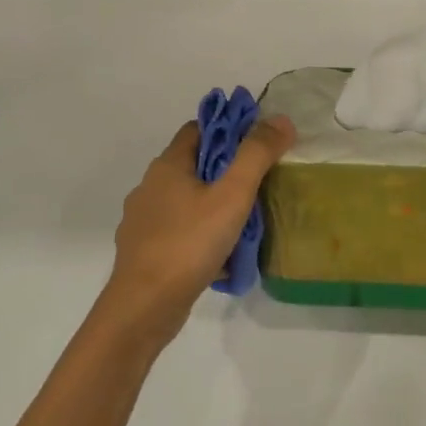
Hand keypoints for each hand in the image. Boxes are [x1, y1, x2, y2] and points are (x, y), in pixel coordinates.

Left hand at [99, 114, 296, 342]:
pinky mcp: (146, 251)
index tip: (258, 145)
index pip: (198, 129)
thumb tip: (281, 120)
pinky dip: (202, 237)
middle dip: (227, 173)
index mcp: (167, 166)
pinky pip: (181, 233)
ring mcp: (144, 221)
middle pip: (194, 166)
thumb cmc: (189, 243)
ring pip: (188, 202)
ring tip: (246, 225)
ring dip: (215, 208)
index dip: (229, 130)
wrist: (145, 305)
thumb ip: (257, 156)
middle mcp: (150, 187)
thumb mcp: (232, 195)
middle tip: (260, 187)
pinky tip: (222, 257)